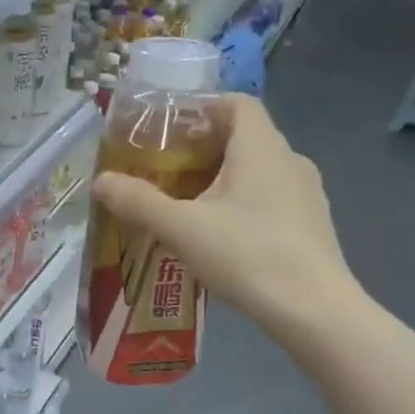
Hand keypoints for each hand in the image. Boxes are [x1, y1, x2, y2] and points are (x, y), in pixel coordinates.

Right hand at [92, 94, 360, 335]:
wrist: (314, 310)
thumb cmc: (247, 255)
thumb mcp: (181, 228)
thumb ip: (139, 202)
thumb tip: (100, 181)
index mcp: (261, 146)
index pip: (236, 102)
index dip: (202, 108)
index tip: (169, 132)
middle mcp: (289, 159)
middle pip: (244, 137)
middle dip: (203, 150)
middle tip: (165, 173)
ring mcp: (307, 193)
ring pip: (258, 171)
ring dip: (223, 180)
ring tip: (188, 207)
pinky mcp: (312, 224)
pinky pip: (271, 199)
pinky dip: (244, 205)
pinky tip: (222, 238)